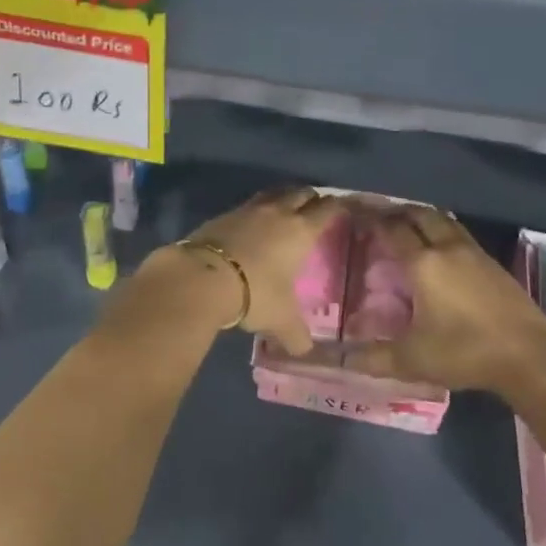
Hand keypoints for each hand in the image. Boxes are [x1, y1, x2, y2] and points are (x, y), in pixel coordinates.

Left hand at [166, 187, 348, 354]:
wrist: (203, 277)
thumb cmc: (255, 293)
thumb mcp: (281, 320)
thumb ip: (296, 335)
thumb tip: (304, 351)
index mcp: (300, 231)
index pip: (326, 210)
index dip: (337, 206)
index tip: (343, 207)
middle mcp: (277, 213)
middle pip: (300, 193)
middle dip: (310, 198)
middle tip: (315, 206)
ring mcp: (248, 210)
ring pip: (272, 194)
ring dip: (282, 198)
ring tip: (285, 207)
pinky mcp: (223, 215)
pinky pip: (246, 206)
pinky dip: (254, 212)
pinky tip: (251, 224)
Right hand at [349, 205, 545, 395]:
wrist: (529, 357)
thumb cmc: (465, 353)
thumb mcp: (413, 360)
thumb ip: (373, 357)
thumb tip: (340, 358)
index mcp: (423, 264)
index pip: (391, 229)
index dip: (371, 219)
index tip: (355, 214)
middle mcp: (446, 248)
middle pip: (418, 215)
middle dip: (396, 211)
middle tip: (378, 216)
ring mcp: (473, 252)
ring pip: (443, 220)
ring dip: (421, 217)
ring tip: (406, 226)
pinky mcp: (492, 263)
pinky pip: (459, 233)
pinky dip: (442, 230)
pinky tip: (439, 248)